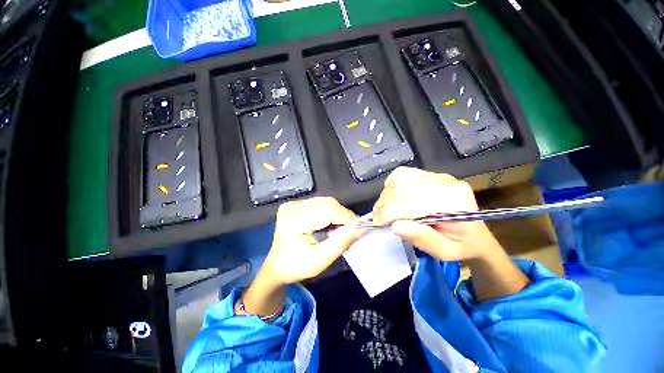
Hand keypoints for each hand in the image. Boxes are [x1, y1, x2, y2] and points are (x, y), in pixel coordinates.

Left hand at [262, 197, 363, 284]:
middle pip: (327, 203)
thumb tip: (361, 229)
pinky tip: (329, 224)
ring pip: (325, 201)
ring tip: (338, 229)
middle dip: (342, 216)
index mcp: (293, 221)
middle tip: (349, 231)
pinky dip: (329, 212)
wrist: (277, 265)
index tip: (359, 228)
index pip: (328, 210)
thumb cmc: (296, 266)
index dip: (347, 217)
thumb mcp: (320, 260)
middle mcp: (292, 207)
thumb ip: (341, 243)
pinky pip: (319, 203)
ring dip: (336, 214)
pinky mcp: (295, 204)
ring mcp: (292, 203)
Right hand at [372, 167, 501, 261]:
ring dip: (386, 195)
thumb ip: (423, 239)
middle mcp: (447, 183)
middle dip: (385, 204)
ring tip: (383, 210)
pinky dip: (392, 185)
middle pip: (404, 188)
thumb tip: (396, 226)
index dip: (389, 212)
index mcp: (456, 203)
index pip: (413, 202)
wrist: (475, 233)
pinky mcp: (430, 174)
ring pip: (401, 179)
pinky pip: (403, 174)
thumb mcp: (445, 252)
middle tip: (377, 219)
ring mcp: (438, 176)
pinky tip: (392, 197)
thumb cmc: (461, 246)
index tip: (377, 223)